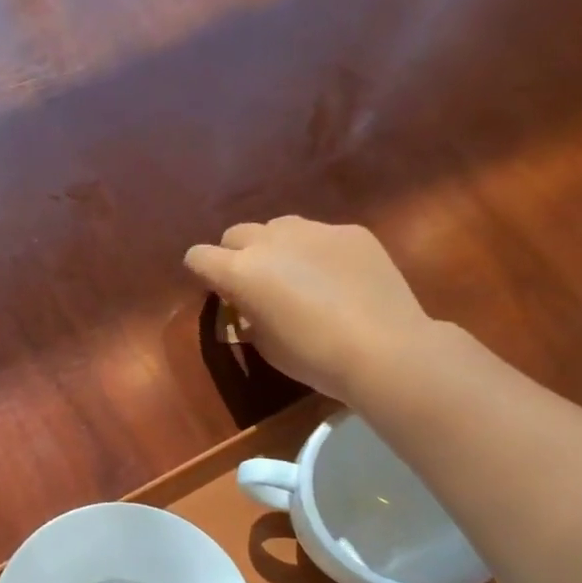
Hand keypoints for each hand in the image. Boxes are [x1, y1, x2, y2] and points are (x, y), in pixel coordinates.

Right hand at [185, 216, 434, 402]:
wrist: (383, 348)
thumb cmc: (311, 356)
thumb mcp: (263, 342)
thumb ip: (246, 313)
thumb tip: (248, 302)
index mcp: (240, 272)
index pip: (198, 256)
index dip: (201, 272)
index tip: (215, 289)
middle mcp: (271, 241)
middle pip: (236, 234)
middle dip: (235, 254)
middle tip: (253, 283)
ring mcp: (314, 230)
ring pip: (278, 226)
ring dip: (275, 246)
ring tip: (295, 274)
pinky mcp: (351, 231)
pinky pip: (320, 234)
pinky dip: (317, 251)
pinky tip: (337, 279)